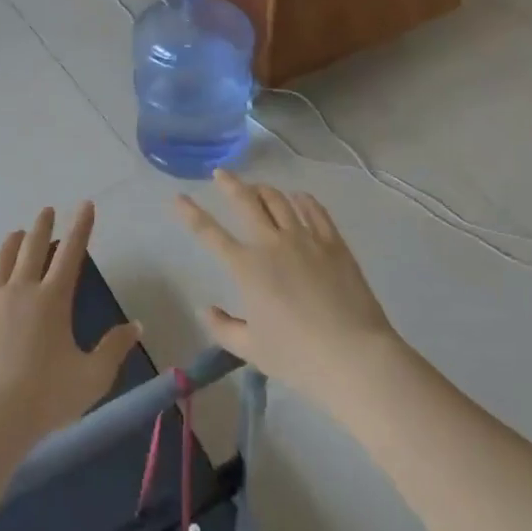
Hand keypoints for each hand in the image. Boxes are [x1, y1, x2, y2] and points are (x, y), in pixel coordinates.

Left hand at [0, 202, 141, 448]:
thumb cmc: (46, 398)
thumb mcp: (92, 377)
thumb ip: (114, 349)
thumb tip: (136, 326)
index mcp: (54, 300)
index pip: (71, 253)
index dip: (81, 227)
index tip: (85, 205)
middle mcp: (21, 290)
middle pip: (33, 248)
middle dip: (43, 226)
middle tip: (47, 210)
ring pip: (1, 259)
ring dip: (12, 242)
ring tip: (17, 232)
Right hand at [175, 171, 402, 410]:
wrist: (354, 355)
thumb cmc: (297, 357)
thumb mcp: (251, 350)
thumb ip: (223, 328)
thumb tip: (205, 309)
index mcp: (247, 268)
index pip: (209, 233)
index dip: (190, 213)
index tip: (178, 197)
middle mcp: (272, 243)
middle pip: (246, 201)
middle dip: (229, 184)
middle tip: (221, 173)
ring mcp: (305, 238)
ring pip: (279, 200)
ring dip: (264, 190)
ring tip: (257, 188)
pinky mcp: (333, 242)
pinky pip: (314, 210)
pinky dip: (302, 199)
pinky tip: (298, 198)